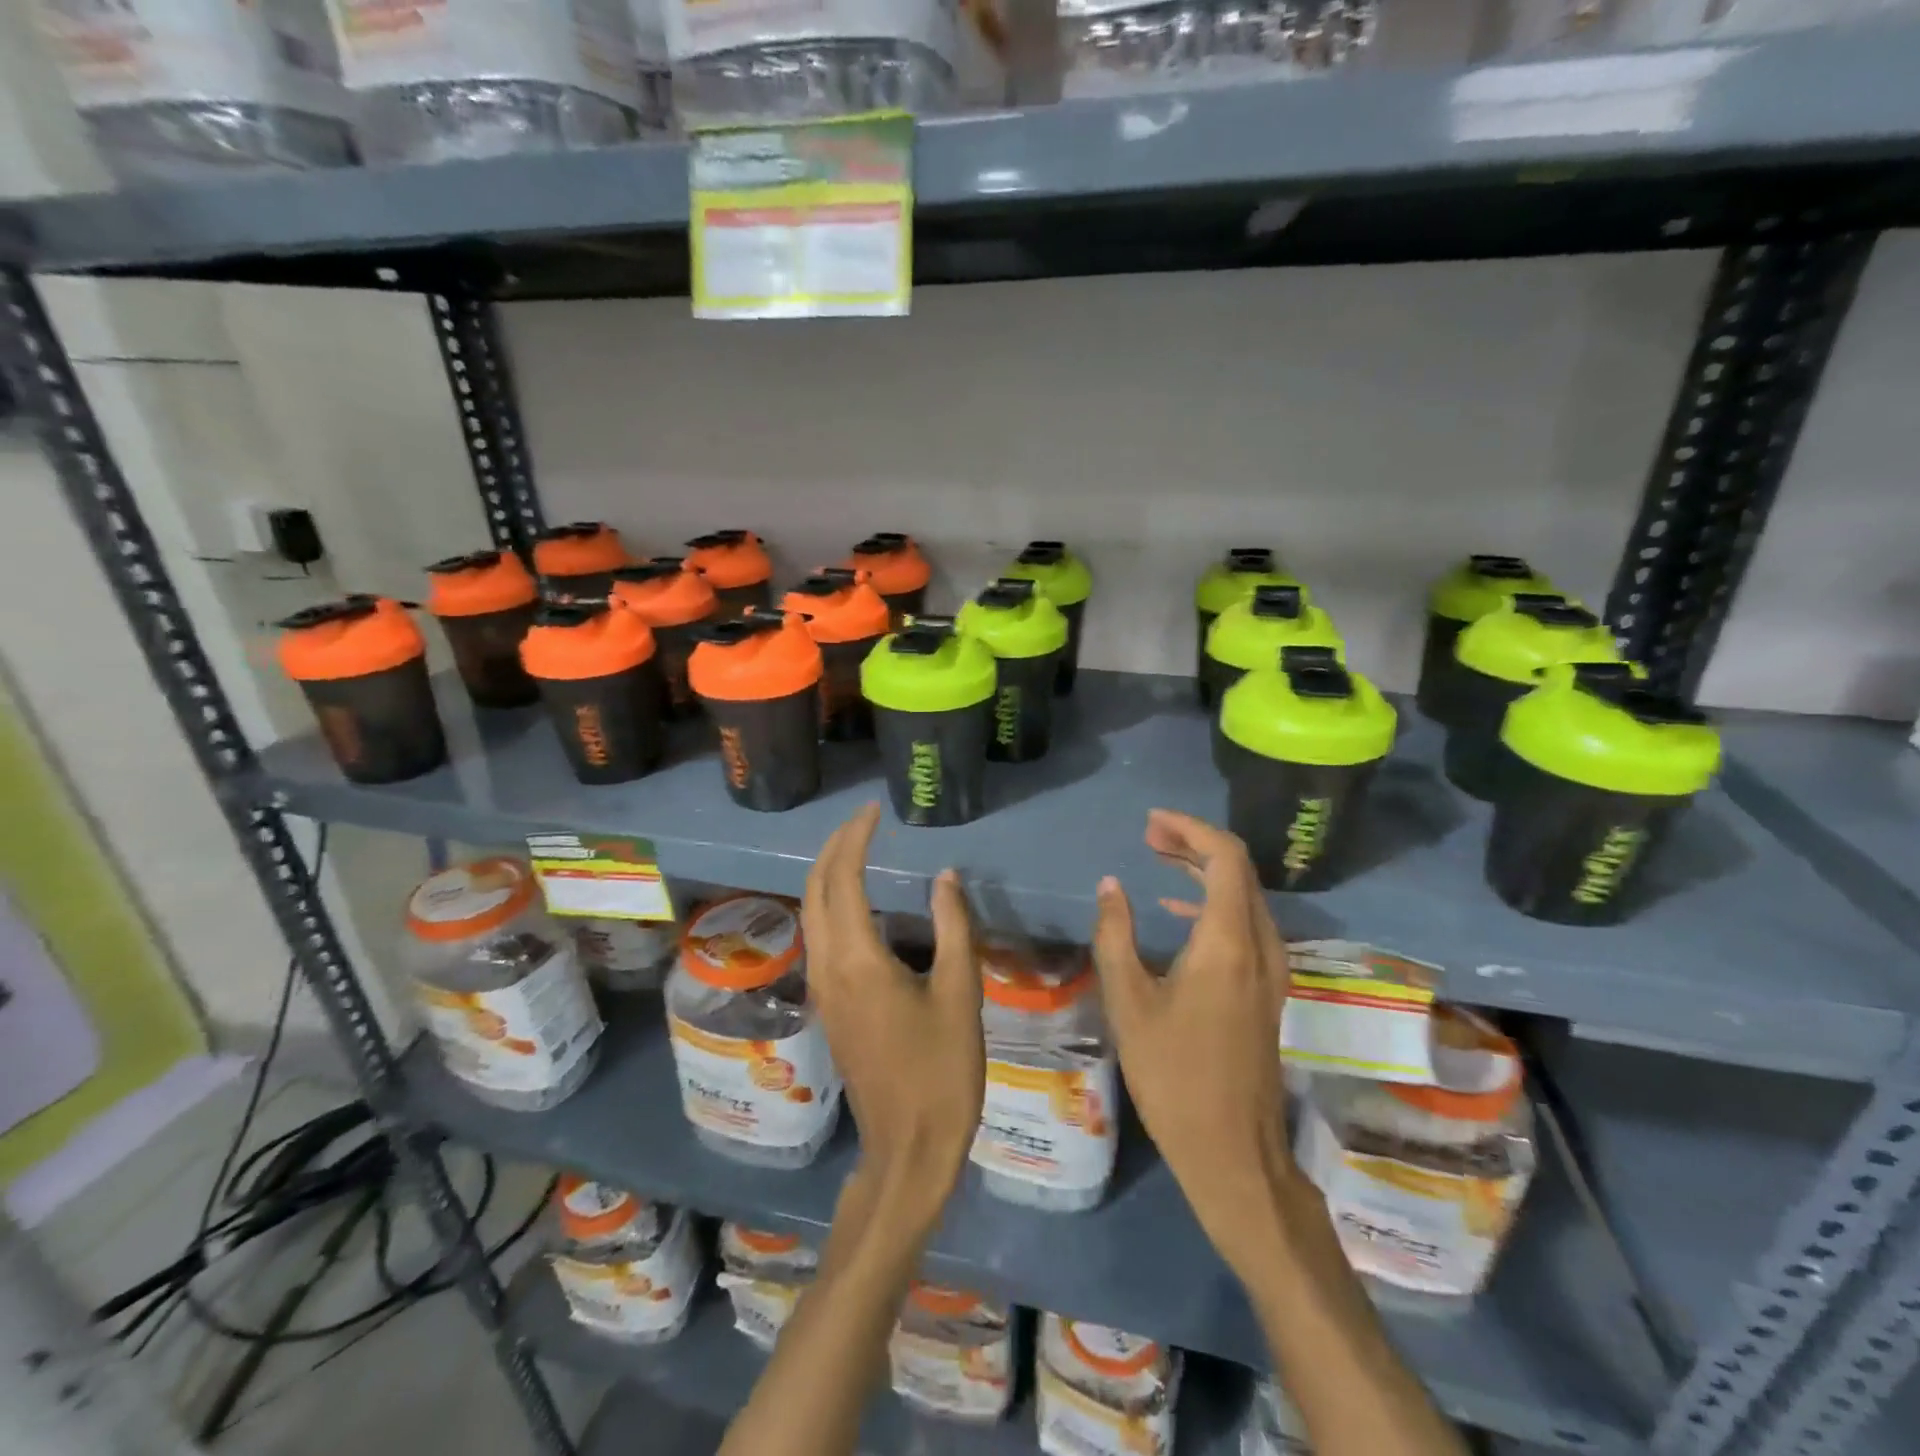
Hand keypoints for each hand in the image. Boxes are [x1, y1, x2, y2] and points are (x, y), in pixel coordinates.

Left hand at [802, 803, 983, 1237]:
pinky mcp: (828, 1007)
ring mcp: (822, 989)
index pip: (843, 878)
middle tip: (864, 821)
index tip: (873, 811)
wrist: (908, 1149)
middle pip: (814, 890)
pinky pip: (819, 937)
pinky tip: (858, 903)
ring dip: (827, 875)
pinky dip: (830, 904)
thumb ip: (953, 928)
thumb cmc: (942, 1072)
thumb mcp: (961, 994)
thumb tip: (944, 877)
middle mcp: (828, 967)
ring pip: (811, 914)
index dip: (855, 838)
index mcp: (858, 959)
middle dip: (833, 848)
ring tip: (859, 850)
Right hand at [1091, 810, 1300, 1272]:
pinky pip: (1246, 922)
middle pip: (1239, 870)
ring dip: (1205, 870)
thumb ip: (1116, 935)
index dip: (1190, 830)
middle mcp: (1260, 945)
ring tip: (1159, 857)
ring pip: (1245, 895)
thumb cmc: (1173, 1075)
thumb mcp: (1128, 1002)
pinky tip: (1178, 907)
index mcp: (1229, 942)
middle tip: (1150, 835)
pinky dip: (1214, 900)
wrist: (1232, 1150)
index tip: (1151, 822)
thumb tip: (1111, 886)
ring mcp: (1271, 969)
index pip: (1225, 858)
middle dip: (1195, 844)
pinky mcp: (1267, 988)